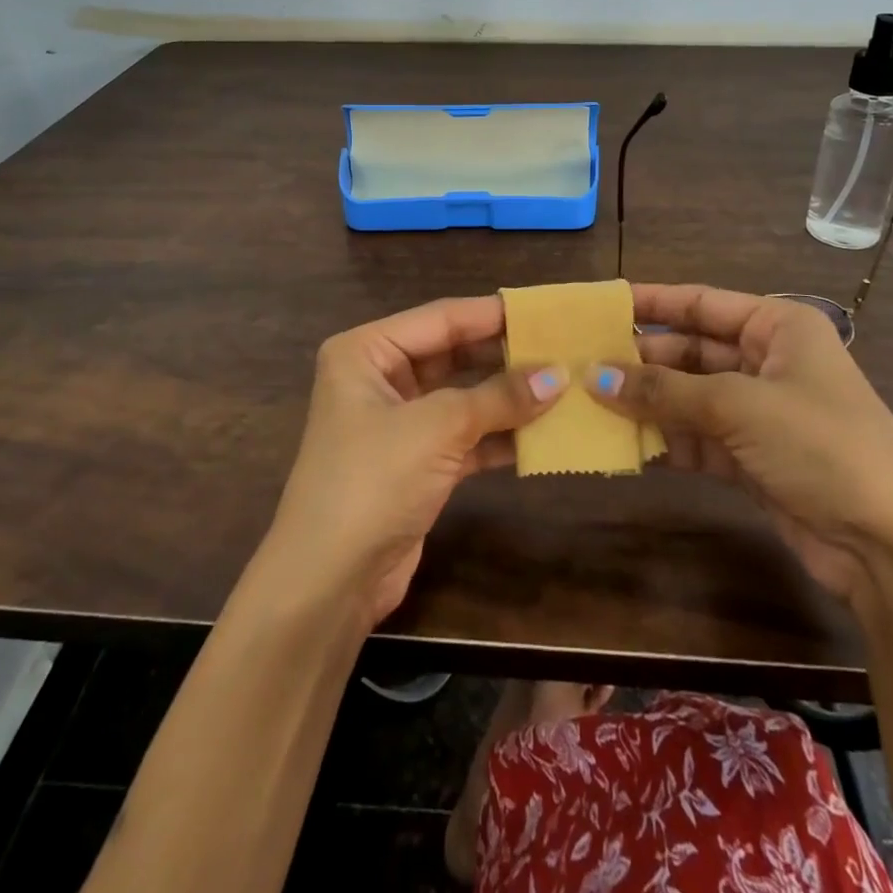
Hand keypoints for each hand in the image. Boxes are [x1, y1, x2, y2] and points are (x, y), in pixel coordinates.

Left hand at [265, 296, 563, 624]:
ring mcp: (398, 423)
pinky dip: (499, 435)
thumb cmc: (372, 481)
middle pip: (453, 354)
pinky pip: (465, 436)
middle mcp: (379, 378)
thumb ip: (499, 397)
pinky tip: (543, 434)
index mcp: (366, 351)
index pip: (441, 319)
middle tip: (562, 347)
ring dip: (507, 397)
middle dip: (505, 355)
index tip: (547, 310)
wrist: (329, 582)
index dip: (494, 314)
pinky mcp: (416, 463)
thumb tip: (559, 374)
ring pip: (463, 396)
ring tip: (563, 386)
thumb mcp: (437, 428)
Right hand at [586, 284, 892, 601]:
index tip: (599, 305)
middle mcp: (767, 362)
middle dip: (640, 360)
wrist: (892, 547)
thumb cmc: (821, 446)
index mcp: (777, 328)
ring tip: (589, 403)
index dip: (650, 302)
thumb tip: (594, 376)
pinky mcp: (752, 459)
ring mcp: (759, 413)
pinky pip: (696, 438)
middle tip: (582, 364)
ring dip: (646, 403)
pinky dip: (664, 441)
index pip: (701, 304)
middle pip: (690, 351)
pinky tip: (622, 444)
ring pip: (688, 397)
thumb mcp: (739, 406)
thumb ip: (664, 391)